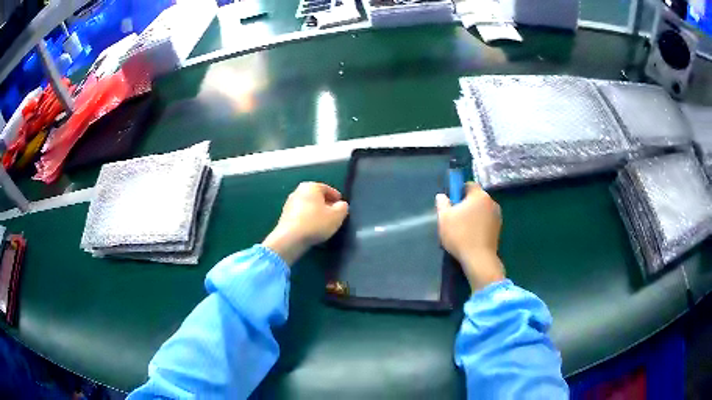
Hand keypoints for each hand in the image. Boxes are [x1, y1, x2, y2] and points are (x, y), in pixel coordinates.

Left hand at [263, 182, 348, 265]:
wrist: (290, 239)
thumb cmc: (315, 223)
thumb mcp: (336, 216)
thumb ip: (343, 208)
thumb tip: (341, 205)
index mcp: (311, 187)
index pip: (327, 188)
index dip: (336, 197)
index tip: (341, 205)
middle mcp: (298, 191)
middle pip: (316, 196)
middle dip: (325, 204)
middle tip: (334, 214)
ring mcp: (289, 203)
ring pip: (308, 205)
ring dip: (316, 211)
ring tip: (324, 222)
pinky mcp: (285, 215)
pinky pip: (301, 214)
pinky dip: (308, 218)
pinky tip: (312, 227)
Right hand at [436, 183, 504, 290]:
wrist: (479, 259)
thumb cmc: (460, 235)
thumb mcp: (444, 218)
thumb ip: (442, 203)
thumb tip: (442, 196)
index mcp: (479, 195)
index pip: (469, 185)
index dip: (458, 191)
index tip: (451, 203)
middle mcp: (491, 202)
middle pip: (476, 198)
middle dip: (466, 205)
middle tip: (454, 218)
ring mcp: (497, 216)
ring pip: (481, 211)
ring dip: (473, 216)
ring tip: (462, 230)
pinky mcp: (498, 229)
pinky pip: (486, 222)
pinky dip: (479, 226)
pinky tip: (471, 237)